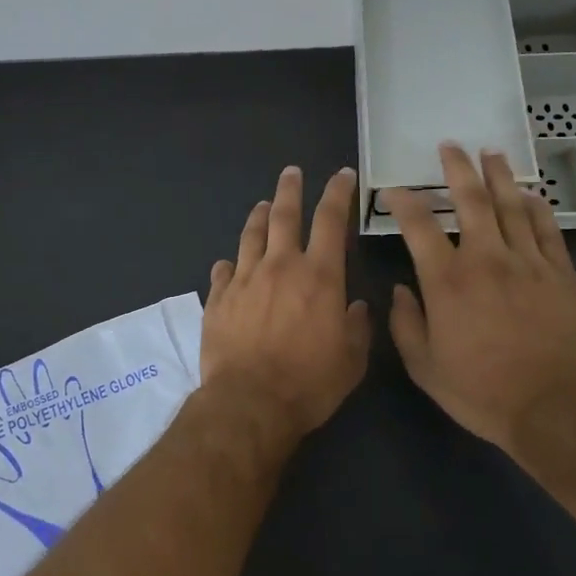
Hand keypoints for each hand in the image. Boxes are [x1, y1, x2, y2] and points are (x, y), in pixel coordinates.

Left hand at [199, 165, 371, 441]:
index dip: (338, 193)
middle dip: (290, 189)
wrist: (250, 403)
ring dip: (258, 216)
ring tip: (262, 205)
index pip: (330, 220)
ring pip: (250, 235)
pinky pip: (223, 271)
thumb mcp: (351, 360)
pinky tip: (229, 264)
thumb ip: (357, 328)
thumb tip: (357, 307)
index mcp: (319, 276)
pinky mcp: (218, 299)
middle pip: (283, 214)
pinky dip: (229, 264)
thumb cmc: (309, 383)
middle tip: (291, 172)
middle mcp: (280, 266)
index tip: (341, 175)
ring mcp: (244, 279)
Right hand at [386, 144, 575, 460]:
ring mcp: (527, 263)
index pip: (418, 225)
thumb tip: (399, 291)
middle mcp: (486, 259)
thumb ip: (405, 324)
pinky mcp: (560, 274)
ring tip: (490, 152)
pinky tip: (530, 194)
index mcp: (447, 280)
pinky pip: (547, 230)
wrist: (553, 410)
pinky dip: (537, 208)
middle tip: (450, 146)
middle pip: (470, 200)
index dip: (402, 201)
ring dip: (498, 176)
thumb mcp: (424, 367)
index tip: (393, 190)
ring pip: (511, 206)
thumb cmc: (481, 391)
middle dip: (457, 168)